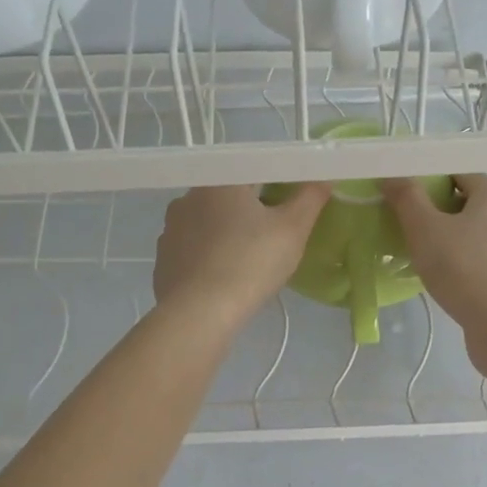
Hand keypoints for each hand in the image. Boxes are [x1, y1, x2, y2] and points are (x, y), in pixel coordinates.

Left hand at [153, 183, 328, 332]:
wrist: (200, 314)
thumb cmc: (251, 263)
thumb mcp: (293, 229)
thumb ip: (310, 197)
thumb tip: (323, 177)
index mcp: (219, 182)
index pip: (254, 172)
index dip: (277, 187)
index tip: (290, 209)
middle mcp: (188, 198)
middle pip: (229, 198)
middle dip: (252, 213)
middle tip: (274, 240)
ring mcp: (170, 230)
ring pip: (209, 224)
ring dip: (228, 235)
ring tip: (249, 263)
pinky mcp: (163, 260)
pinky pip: (194, 251)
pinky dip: (210, 258)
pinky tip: (224, 279)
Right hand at [381, 174, 486, 360]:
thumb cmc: (464, 268)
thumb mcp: (425, 229)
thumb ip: (407, 198)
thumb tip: (390, 175)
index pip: (461, 175)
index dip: (430, 184)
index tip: (406, 202)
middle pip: (473, 206)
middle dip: (443, 216)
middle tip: (414, 233)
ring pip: (483, 238)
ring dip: (459, 244)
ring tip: (432, 262)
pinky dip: (473, 268)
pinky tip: (454, 284)